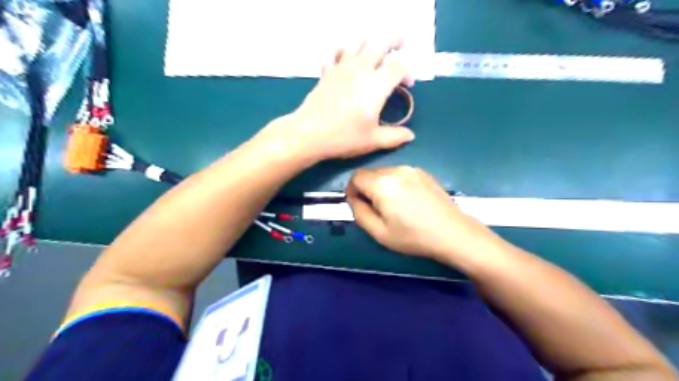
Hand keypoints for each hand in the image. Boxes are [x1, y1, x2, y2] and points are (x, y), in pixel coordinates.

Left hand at [254, 39, 413, 160]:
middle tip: (401, 44)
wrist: (309, 133)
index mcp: (376, 85)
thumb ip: (394, 137)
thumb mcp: (373, 140)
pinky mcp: (327, 72)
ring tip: (376, 52)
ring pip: (359, 44)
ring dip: (371, 44)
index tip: (408, 85)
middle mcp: (361, 70)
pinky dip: (344, 51)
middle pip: (380, 43)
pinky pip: (336, 53)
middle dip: (395, 41)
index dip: (409, 71)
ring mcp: (341, 68)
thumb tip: (410, 136)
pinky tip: (346, 59)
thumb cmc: (344, 137)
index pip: (399, 66)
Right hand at [347, 167, 499, 264]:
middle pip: (371, 173)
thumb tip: (353, 198)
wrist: (453, 233)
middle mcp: (396, 170)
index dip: (352, 190)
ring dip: (382, 186)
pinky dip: (396, 184)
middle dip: (367, 189)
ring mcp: (412, 169)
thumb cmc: (413, 236)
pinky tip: (408, 202)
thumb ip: (359, 212)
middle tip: (377, 210)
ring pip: (385, 173)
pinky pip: (400, 174)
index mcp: (382, 184)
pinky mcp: (424, 173)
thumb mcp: (379, 232)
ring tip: (394, 207)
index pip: (356, 176)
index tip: (358, 204)